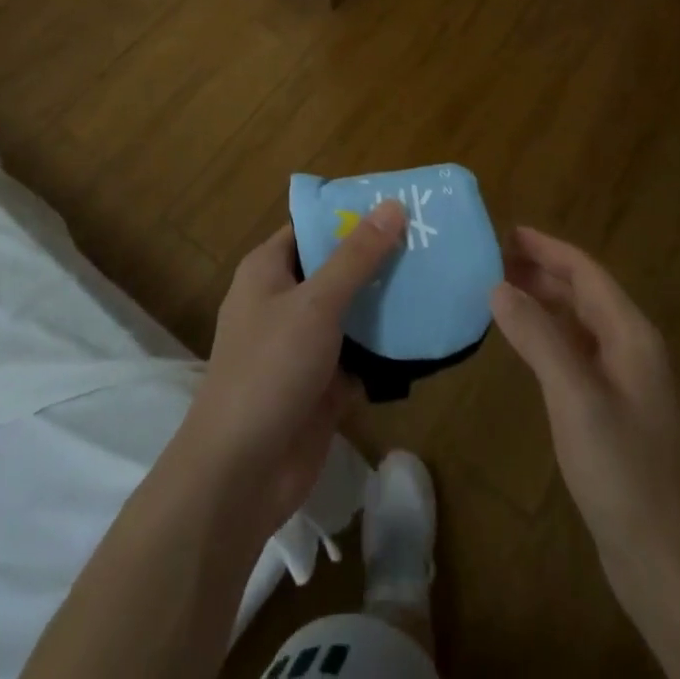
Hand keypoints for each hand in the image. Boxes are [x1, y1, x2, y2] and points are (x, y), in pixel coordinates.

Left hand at [180, 201, 406, 534]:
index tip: (399, 205)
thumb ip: (356, 256)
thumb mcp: (316, 303)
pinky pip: (360, 355)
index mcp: (269, 270)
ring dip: (387, 302)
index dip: (351, 214)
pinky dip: (386, 348)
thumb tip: (392, 205)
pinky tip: (427, 333)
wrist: (241, 474)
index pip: (313, 227)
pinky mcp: (322, 384)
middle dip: (378, 258)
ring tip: (438, 278)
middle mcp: (284, 300)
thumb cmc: (270, 369)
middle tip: (431, 241)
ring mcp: (303, 344)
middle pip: (336, 268)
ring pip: (352, 312)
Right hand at [490, 228, 679, 600]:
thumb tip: (498, 286)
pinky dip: (548, 334)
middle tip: (491, 259)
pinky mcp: (613, 408)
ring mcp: (624, 379)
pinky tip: (523, 342)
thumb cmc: (621, 469)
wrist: (664, 559)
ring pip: (579, 321)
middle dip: (541, 270)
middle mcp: (630, 346)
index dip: (546, 247)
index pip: (585, 271)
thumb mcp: (574, 396)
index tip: (504, 232)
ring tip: (498, 290)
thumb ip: (537, 336)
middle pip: (583, 291)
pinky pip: (576, 351)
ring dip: (543, 300)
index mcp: (630, 333)